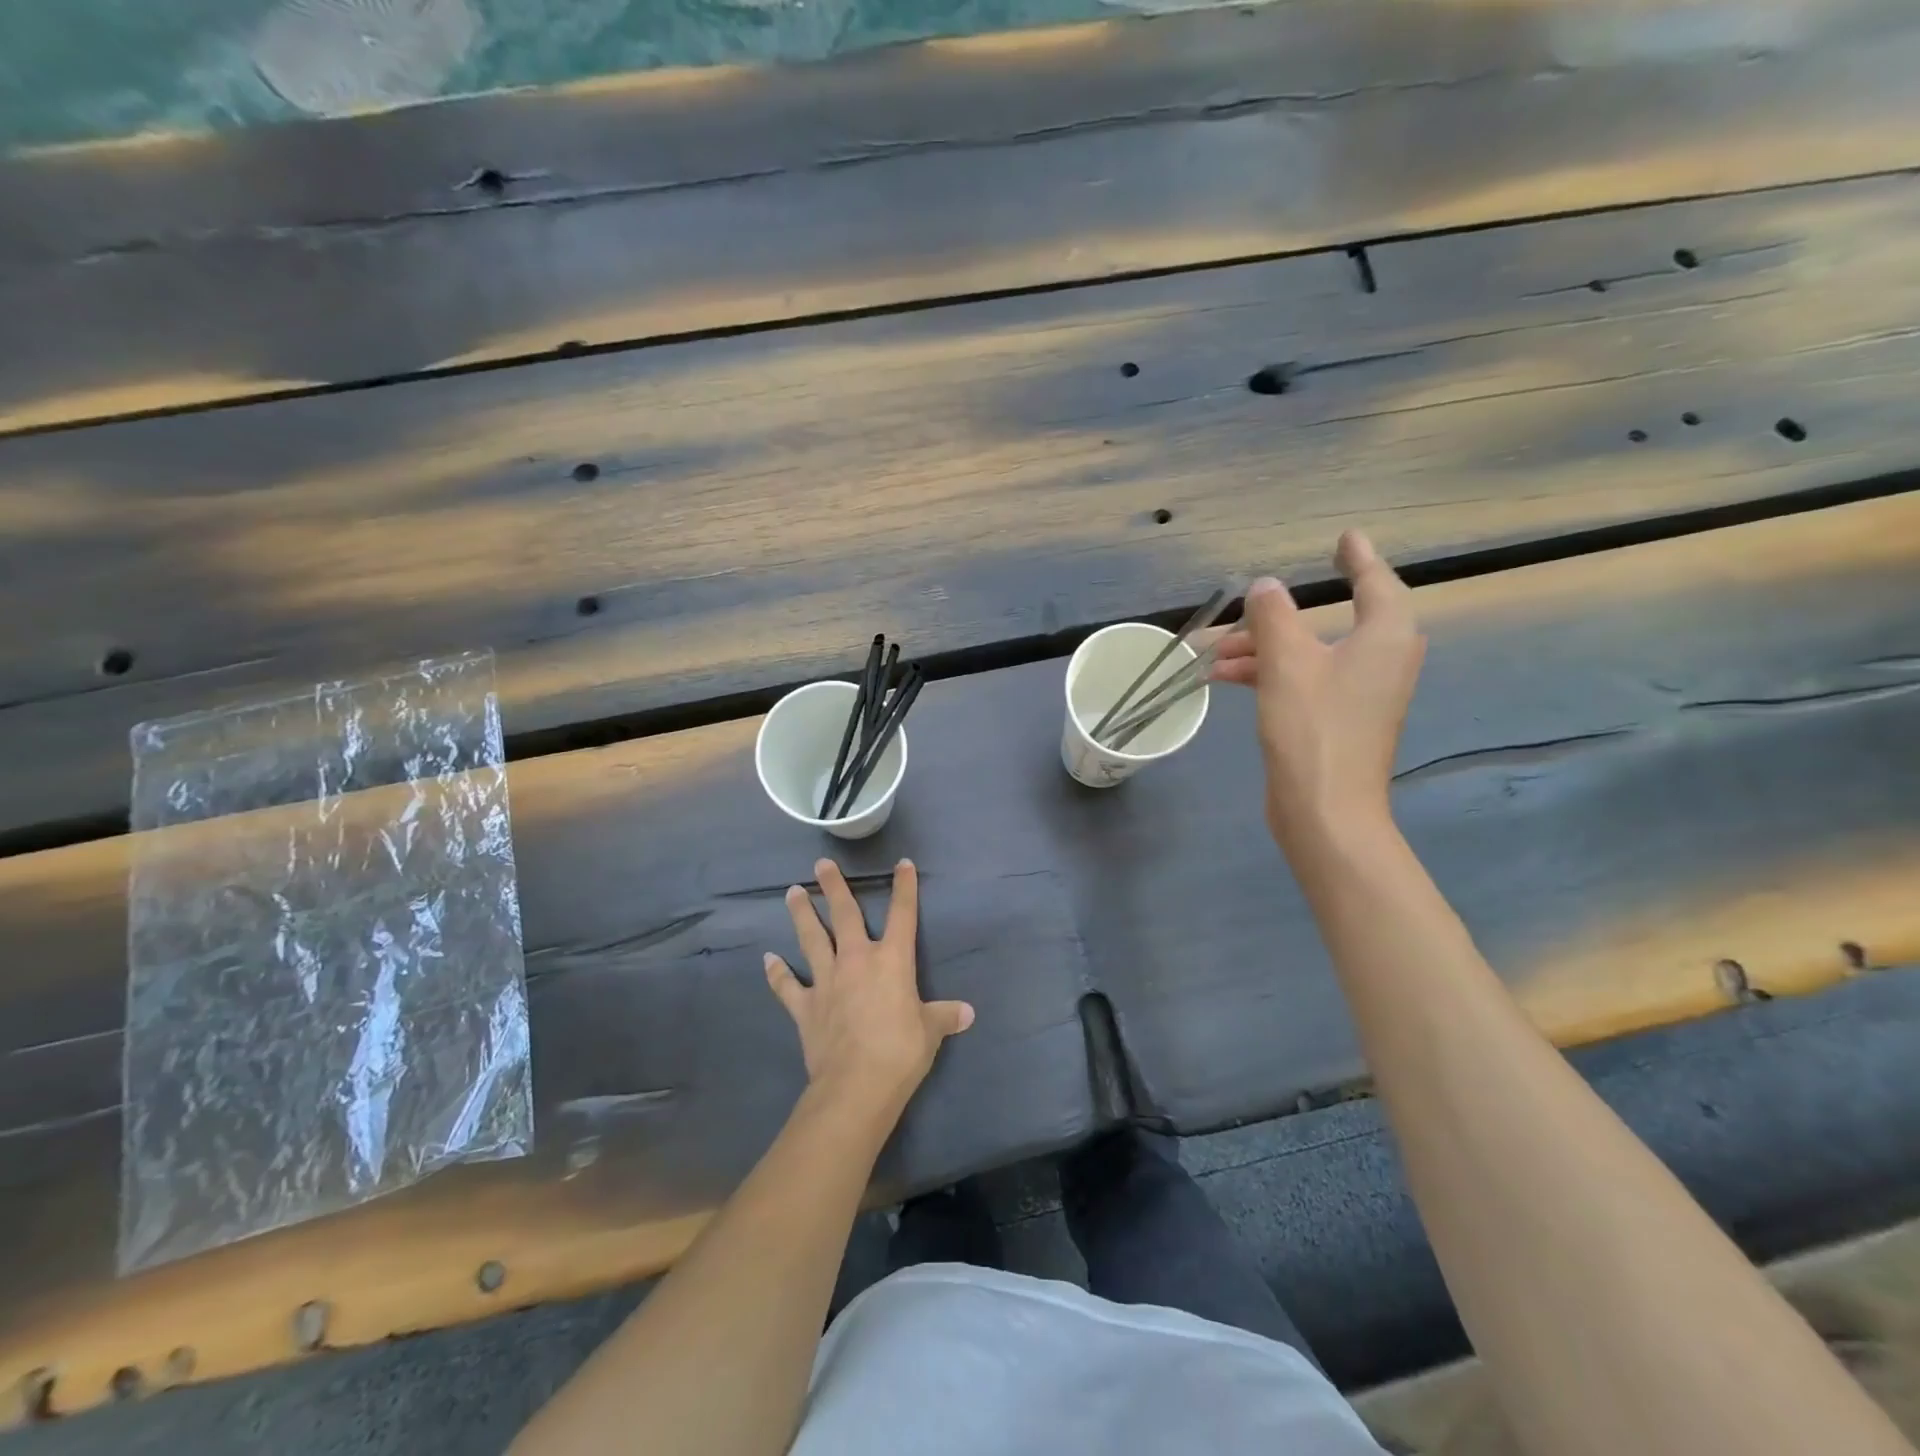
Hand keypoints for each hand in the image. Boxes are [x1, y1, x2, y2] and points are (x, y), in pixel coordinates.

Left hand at [766, 858, 974, 1121]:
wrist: (856, 1085)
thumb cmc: (900, 1051)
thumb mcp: (930, 1031)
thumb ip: (944, 1016)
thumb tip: (968, 1014)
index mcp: (892, 960)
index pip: (903, 914)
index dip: (904, 887)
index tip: (902, 864)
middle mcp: (856, 960)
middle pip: (844, 915)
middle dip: (834, 887)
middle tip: (821, 864)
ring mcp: (827, 981)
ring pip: (812, 939)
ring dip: (802, 915)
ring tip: (792, 892)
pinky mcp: (805, 1007)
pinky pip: (788, 986)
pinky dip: (778, 973)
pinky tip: (768, 959)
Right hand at [1212, 531, 1424, 846]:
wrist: (1325, 810)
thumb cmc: (1313, 728)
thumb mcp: (1285, 663)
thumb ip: (1273, 617)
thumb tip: (1265, 587)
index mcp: (1384, 636)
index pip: (1374, 582)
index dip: (1358, 557)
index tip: (1345, 537)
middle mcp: (1380, 658)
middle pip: (1329, 620)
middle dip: (1276, 618)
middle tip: (1240, 611)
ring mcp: (1359, 692)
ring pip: (1308, 653)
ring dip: (1262, 649)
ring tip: (1213, 654)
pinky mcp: (1336, 719)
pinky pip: (1302, 680)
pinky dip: (1268, 674)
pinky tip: (1224, 678)